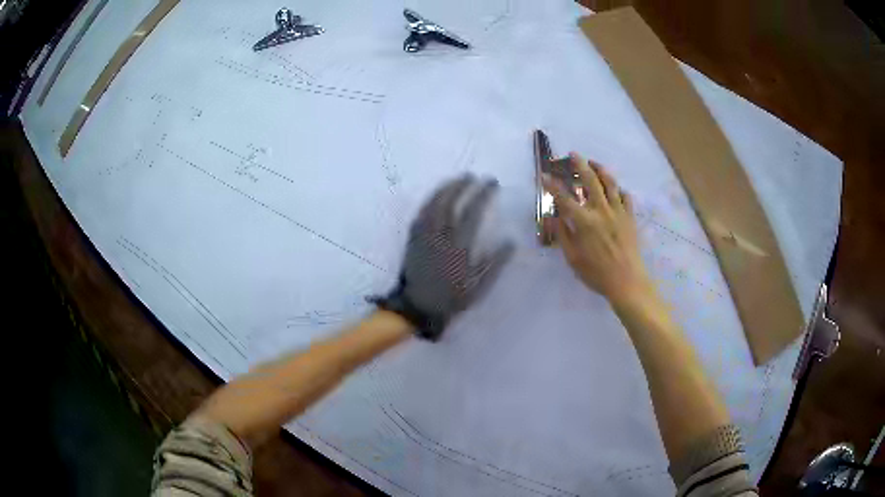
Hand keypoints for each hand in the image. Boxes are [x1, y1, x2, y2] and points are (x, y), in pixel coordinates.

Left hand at [373, 174, 513, 339]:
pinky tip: (436, 195)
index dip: (483, 194)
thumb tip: (511, 241)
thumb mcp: (479, 287)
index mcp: (460, 246)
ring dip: (446, 188)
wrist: (419, 307)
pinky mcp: (413, 239)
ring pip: (434, 204)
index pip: (474, 212)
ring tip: (456, 179)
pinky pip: (421, 213)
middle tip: (473, 176)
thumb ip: (495, 263)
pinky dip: (429, 200)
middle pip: (452, 202)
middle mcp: (442, 236)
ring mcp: (425, 236)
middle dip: (463, 185)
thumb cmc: (452, 298)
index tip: (491, 183)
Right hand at [543, 154, 651, 305]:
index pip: (564, 197)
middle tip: (573, 154)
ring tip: (594, 162)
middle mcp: (601, 211)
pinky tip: (616, 188)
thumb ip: (563, 235)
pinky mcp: (630, 217)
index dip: (552, 185)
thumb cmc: (597, 273)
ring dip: (601, 169)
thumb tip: (552, 218)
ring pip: (610, 183)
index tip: (544, 175)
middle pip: (590, 180)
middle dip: (580, 165)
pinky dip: (619, 189)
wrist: (627, 282)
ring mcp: (618, 212)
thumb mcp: (573, 258)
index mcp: (584, 222)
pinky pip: (626, 197)